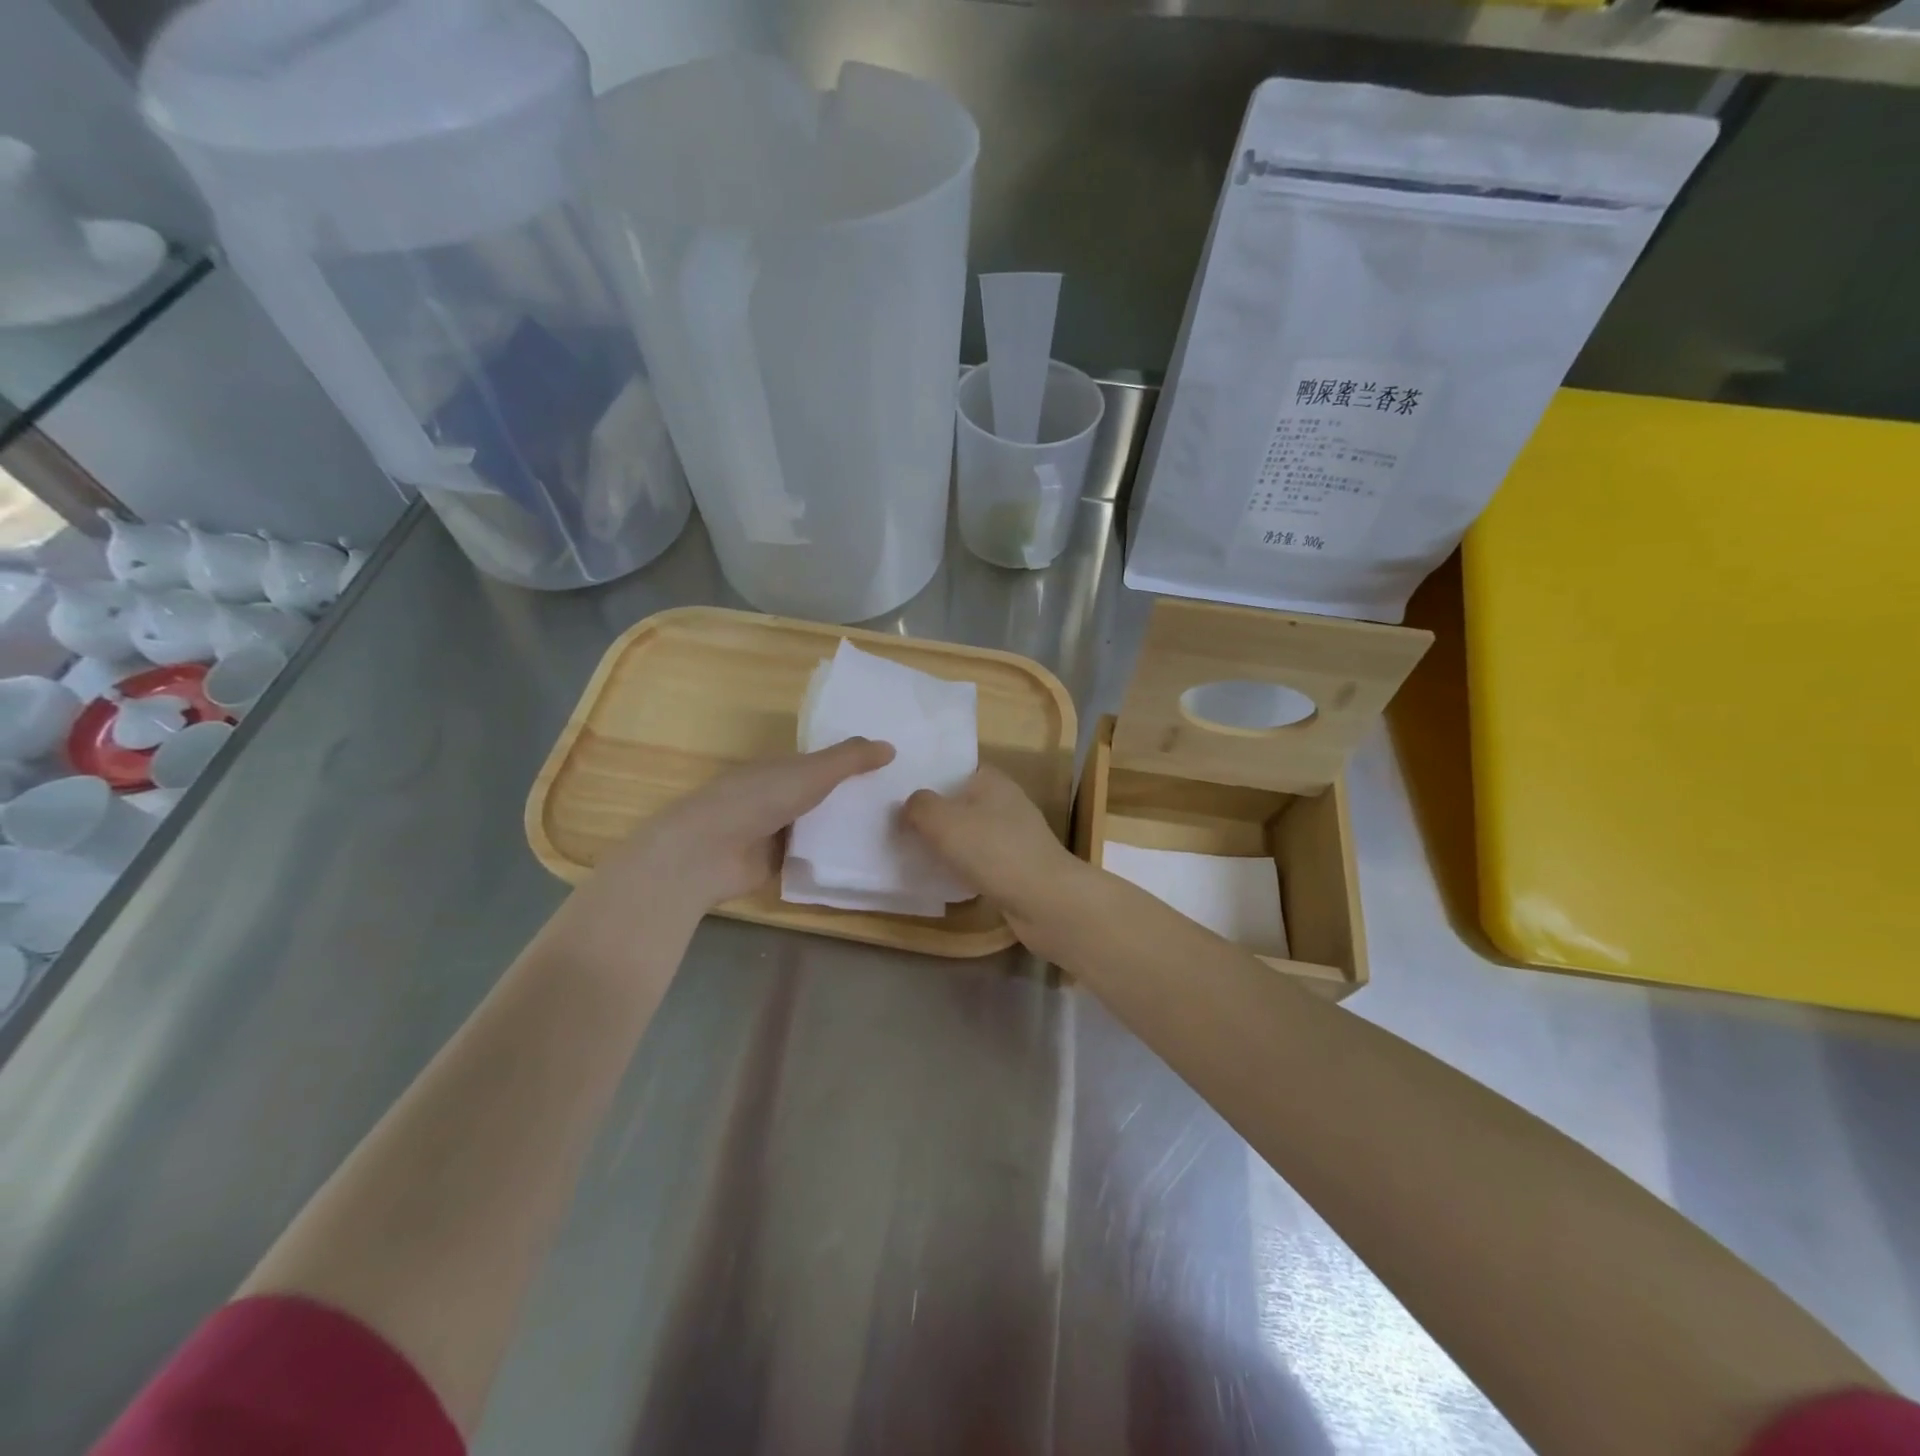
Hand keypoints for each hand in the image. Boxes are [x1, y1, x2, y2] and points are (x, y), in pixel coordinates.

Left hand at [611, 737, 895, 908]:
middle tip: (906, 802)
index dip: (855, 762)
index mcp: (782, 766)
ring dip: (848, 828)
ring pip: (822, 825)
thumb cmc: (759, 799)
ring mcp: (776, 830)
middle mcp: (779, 794)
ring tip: (897, 831)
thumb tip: (892, 746)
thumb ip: (850, 759)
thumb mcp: (812, 772)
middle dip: (857, 797)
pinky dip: (834, 856)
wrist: (708, 852)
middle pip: (826, 794)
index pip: (825, 761)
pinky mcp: (776, 862)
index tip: (894, 768)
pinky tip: (867, 859)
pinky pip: (814, 855)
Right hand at [902, 765, 1091, 954]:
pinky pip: (982, 860)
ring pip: (971, 834)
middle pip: (961, 803)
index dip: (929, 780)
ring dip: (948, 845)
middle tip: (900, 828)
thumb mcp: (942, 821)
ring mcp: (1016, 836)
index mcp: (993, 780)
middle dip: (934, 816)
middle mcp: (1007, 802)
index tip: (900, 796)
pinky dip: (964, 867)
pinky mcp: (1018, 866)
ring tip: (915, 854)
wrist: (1045, 900)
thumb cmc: (992, 850)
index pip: (956, 770)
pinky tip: (945, 879)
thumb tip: (911, 806)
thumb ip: (919, 806)